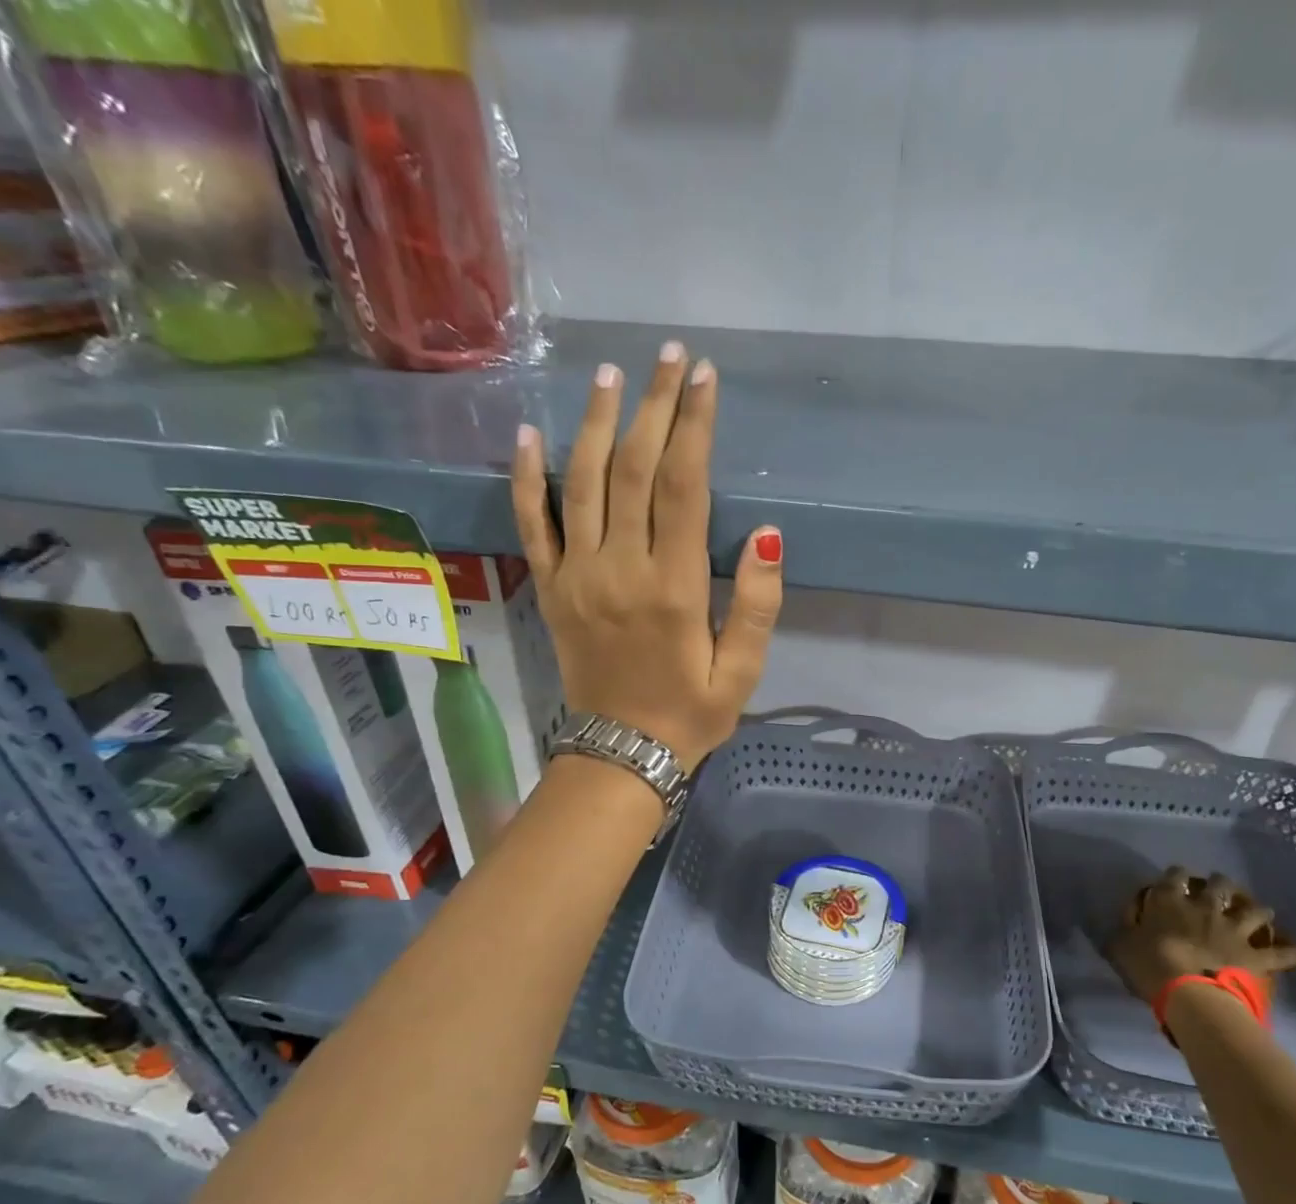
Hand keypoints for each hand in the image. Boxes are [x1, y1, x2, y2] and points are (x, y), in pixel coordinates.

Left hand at [511, 344, 782, 771]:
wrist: (621, 754)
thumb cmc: (690, 714)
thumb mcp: (742, 672)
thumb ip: (758, 606)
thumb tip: (768, 537)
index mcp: (673, 588)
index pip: (682, 486)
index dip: (693, 426)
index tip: (703, 378)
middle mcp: (619, 569)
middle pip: (633, 469)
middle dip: (652, 406)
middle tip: (667, 356)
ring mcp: (576, 576)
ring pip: (581, 483)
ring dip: (595, 423)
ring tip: (609, 374)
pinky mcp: (550, 589)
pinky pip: (531, 525)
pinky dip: (526, 478)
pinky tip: (528, 435)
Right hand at [1106, 867, 1295, 1003]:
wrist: (1187, 991)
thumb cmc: (1147, 964)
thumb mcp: (1120, 942)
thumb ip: (1126, 925)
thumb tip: (1130, 916)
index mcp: (1170, 900)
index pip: (1175, 875)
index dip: (1176, 875)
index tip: (1176, 878)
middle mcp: (1205, 907)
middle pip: (1219, 885)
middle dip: (1220, 883)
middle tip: (1219, 887)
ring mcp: (1233, 930)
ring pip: (1254, 912)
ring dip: (1258, 910)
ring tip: (1262, 911)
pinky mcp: (1253, 955)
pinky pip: (1280, 953)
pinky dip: (1295, 952)